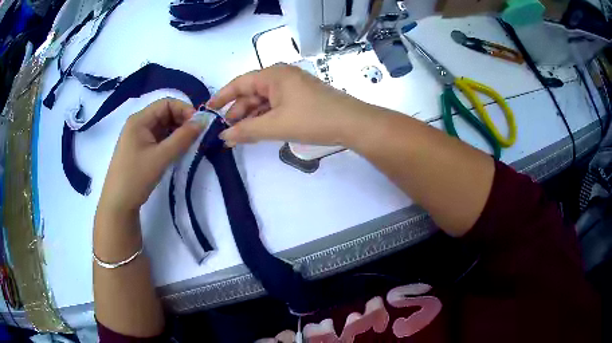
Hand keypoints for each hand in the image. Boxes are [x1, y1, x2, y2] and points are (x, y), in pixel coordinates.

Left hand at [98, 98, 205, 213]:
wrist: (118, 204)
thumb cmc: (136, 177)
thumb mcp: (161, 157)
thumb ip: (183, 137)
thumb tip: (204, 121)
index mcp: (139, 120)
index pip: (166, 103)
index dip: (184, 109)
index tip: (199, 124)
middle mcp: (138, 124)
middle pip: (165, 113)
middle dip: (182, 121)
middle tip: (197, 135)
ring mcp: (139, 137)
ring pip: (163, 127)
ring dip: (177, 132)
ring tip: (189, 144)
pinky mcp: (140, 149)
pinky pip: (159, 138)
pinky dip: (170, 141)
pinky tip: (178, 151)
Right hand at [207, 63, 371, 146]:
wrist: (352, 123)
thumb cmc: (312, 119)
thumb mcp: (275, 125)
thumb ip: (246, 130)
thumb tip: (223, 136)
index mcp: (273, 75)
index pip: (239, 83)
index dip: (222, 97)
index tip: (208, 110)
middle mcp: (281, 77)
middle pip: (251, 93)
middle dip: (237, 112)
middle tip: (225, 132)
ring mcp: (292, 88)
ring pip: (263, 102)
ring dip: (251, 118)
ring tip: (238, 137)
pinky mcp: (301, 99)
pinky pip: (276, 107)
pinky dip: (265, 119)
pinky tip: (257, 132)